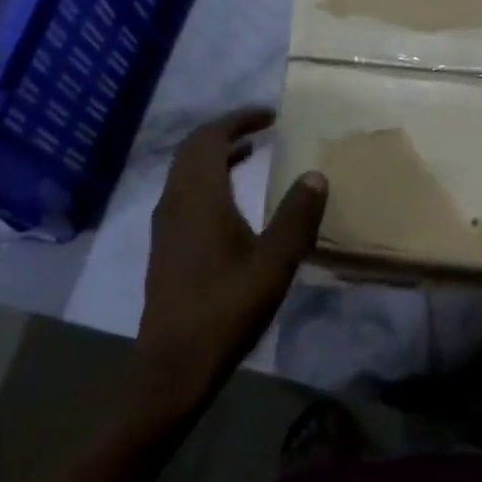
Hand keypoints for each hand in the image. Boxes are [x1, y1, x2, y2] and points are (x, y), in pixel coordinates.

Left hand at [141, 108, 326, 390]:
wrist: (174, 365)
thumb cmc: (227, 309)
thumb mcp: (274, 263)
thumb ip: (297, 216)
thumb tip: (315, 174)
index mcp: (199, 198)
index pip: (210, 138)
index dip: (239, 120)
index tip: (270, 116)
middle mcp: (175, 202)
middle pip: (193, 150)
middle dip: (226, 132)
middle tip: (262, 128)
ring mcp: (166, 225)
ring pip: (186, 172)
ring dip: (216, 155)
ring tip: (251, 153)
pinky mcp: (166, 246)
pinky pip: (184, 193)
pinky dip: (209, 179)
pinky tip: (232, 201)